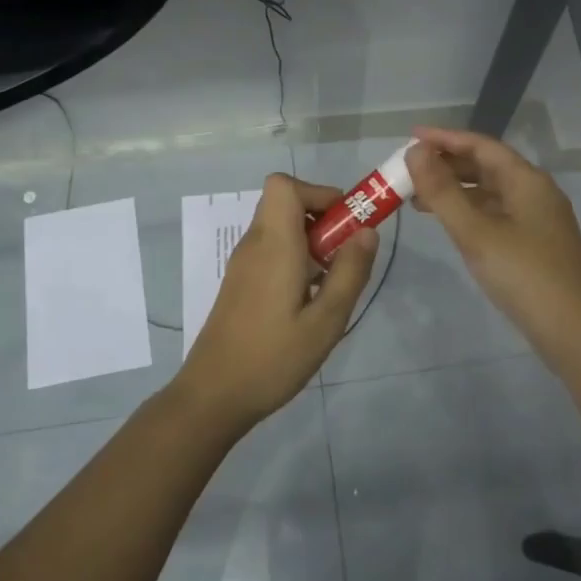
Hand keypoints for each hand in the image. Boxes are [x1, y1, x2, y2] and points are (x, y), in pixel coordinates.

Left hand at [170, 173, 377, 433]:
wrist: (213, 395)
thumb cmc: (272, 358)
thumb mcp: (326, 321)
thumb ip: (349, 272)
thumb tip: (368, 230)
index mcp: (273, 244)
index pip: (284, 185)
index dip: (318, 192)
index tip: (345, 223)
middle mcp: (254, 244)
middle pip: (285, 202)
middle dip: (322, 217)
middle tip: (345, 255)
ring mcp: (244, 263)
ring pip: (280, 227)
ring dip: (311, 240)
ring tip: (331, 282)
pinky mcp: (241, 282)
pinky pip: (272, 249)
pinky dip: (295, 257)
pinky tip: (308, 300)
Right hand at [406, 127, 580, 375]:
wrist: (576, 333)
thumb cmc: (524, 275)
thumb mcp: (476, 232)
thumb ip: (443, 191)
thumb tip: (415, 151)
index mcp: (526, 180)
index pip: (481, 145)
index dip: (444, 138)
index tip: (409, 137)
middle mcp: (535, 192)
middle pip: (486, 166)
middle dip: (446, 165)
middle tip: (408, 171)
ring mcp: (537, 219)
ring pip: (489, 192)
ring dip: (455, 191)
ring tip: (416, 199)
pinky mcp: (535, 244)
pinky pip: (495, 214)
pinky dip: (468, 212)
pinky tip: (448, 224)